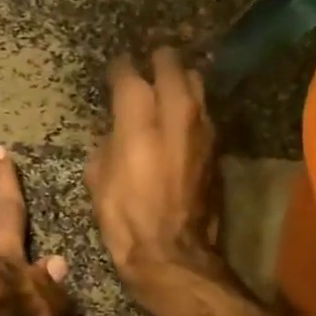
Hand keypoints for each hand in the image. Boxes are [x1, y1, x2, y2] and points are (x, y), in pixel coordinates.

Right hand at [87, 48, 225, 288]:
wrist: (172, 253)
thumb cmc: (126, 219)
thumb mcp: (98, 179)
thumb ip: (107, 143)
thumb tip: (117, 132)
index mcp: (138, 117)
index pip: (128, 73)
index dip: (119, 69)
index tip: (114, 73)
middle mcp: (175, 112)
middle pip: (171, 64)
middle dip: (157, 62)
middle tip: (146, 69)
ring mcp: (202, 128)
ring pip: (196, 84)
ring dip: (181, 81)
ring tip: (167, 88)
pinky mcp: (216, 148)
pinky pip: (204, 114)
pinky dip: (192, 110)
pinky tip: (180, 120)